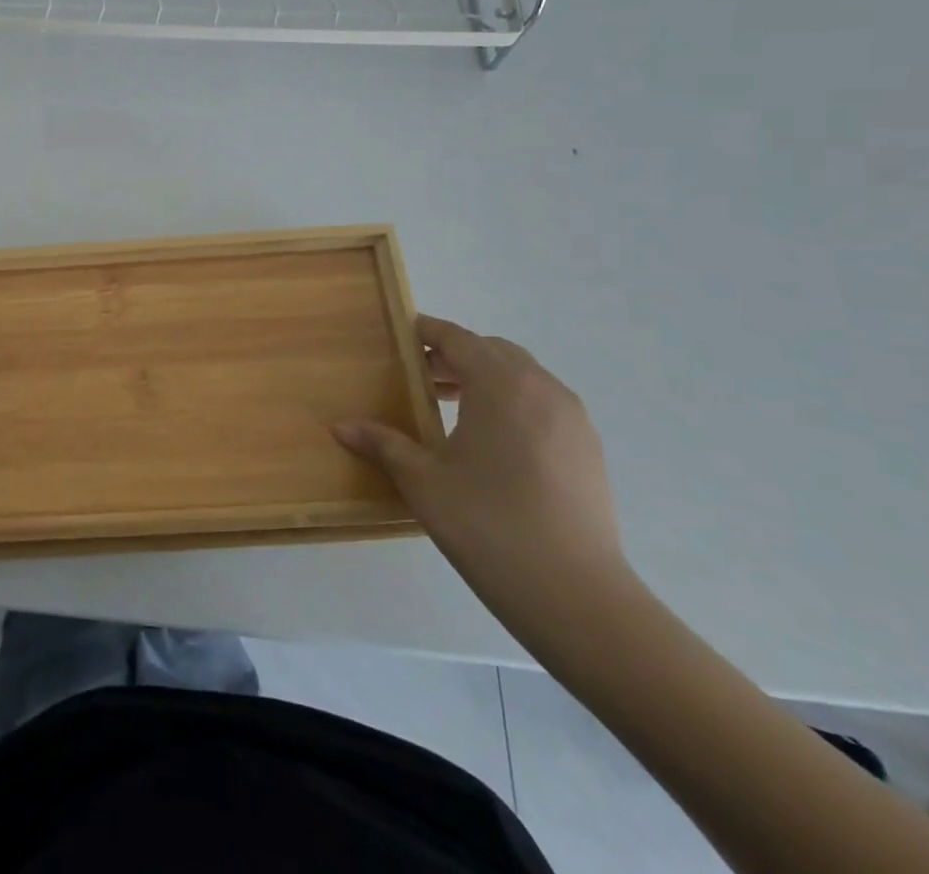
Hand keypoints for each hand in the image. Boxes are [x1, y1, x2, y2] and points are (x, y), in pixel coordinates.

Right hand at [334, 316, 636, 645]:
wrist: (577, 597)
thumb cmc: (488, 525)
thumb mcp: (423, 481)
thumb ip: (383, 444)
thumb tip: (340, 426)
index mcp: (500, 384)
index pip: (458, 338)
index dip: (426, 332)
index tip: (399, 338)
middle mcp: (541, 389)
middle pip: (493, 350)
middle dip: (455, 355)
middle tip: (420, 378)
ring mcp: (572, 419)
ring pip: (523, 376)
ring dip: (486, 378)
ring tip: (451, 408)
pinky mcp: (588, 450)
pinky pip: (544, 404)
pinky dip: (513, 403)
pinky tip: (491, 442)